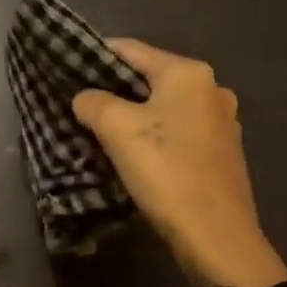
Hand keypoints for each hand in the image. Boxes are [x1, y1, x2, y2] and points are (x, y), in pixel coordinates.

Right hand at [72, 39, 286, 286]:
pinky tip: (133, 154)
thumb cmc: (166, 172)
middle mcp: (211, 89)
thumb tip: (84, 97)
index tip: (66, 67)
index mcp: (188, 73)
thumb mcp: (117, 129)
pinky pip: (177, 132)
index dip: (95, 54)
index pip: (131, 49)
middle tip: (78, 102)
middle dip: (112, 89)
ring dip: (132, 115)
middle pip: (148, 78)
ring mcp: (221, 122)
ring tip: (98, 130)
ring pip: (163, 107)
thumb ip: (93, 102)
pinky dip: (153, 136)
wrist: (216, 236)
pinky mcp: (221, 153)